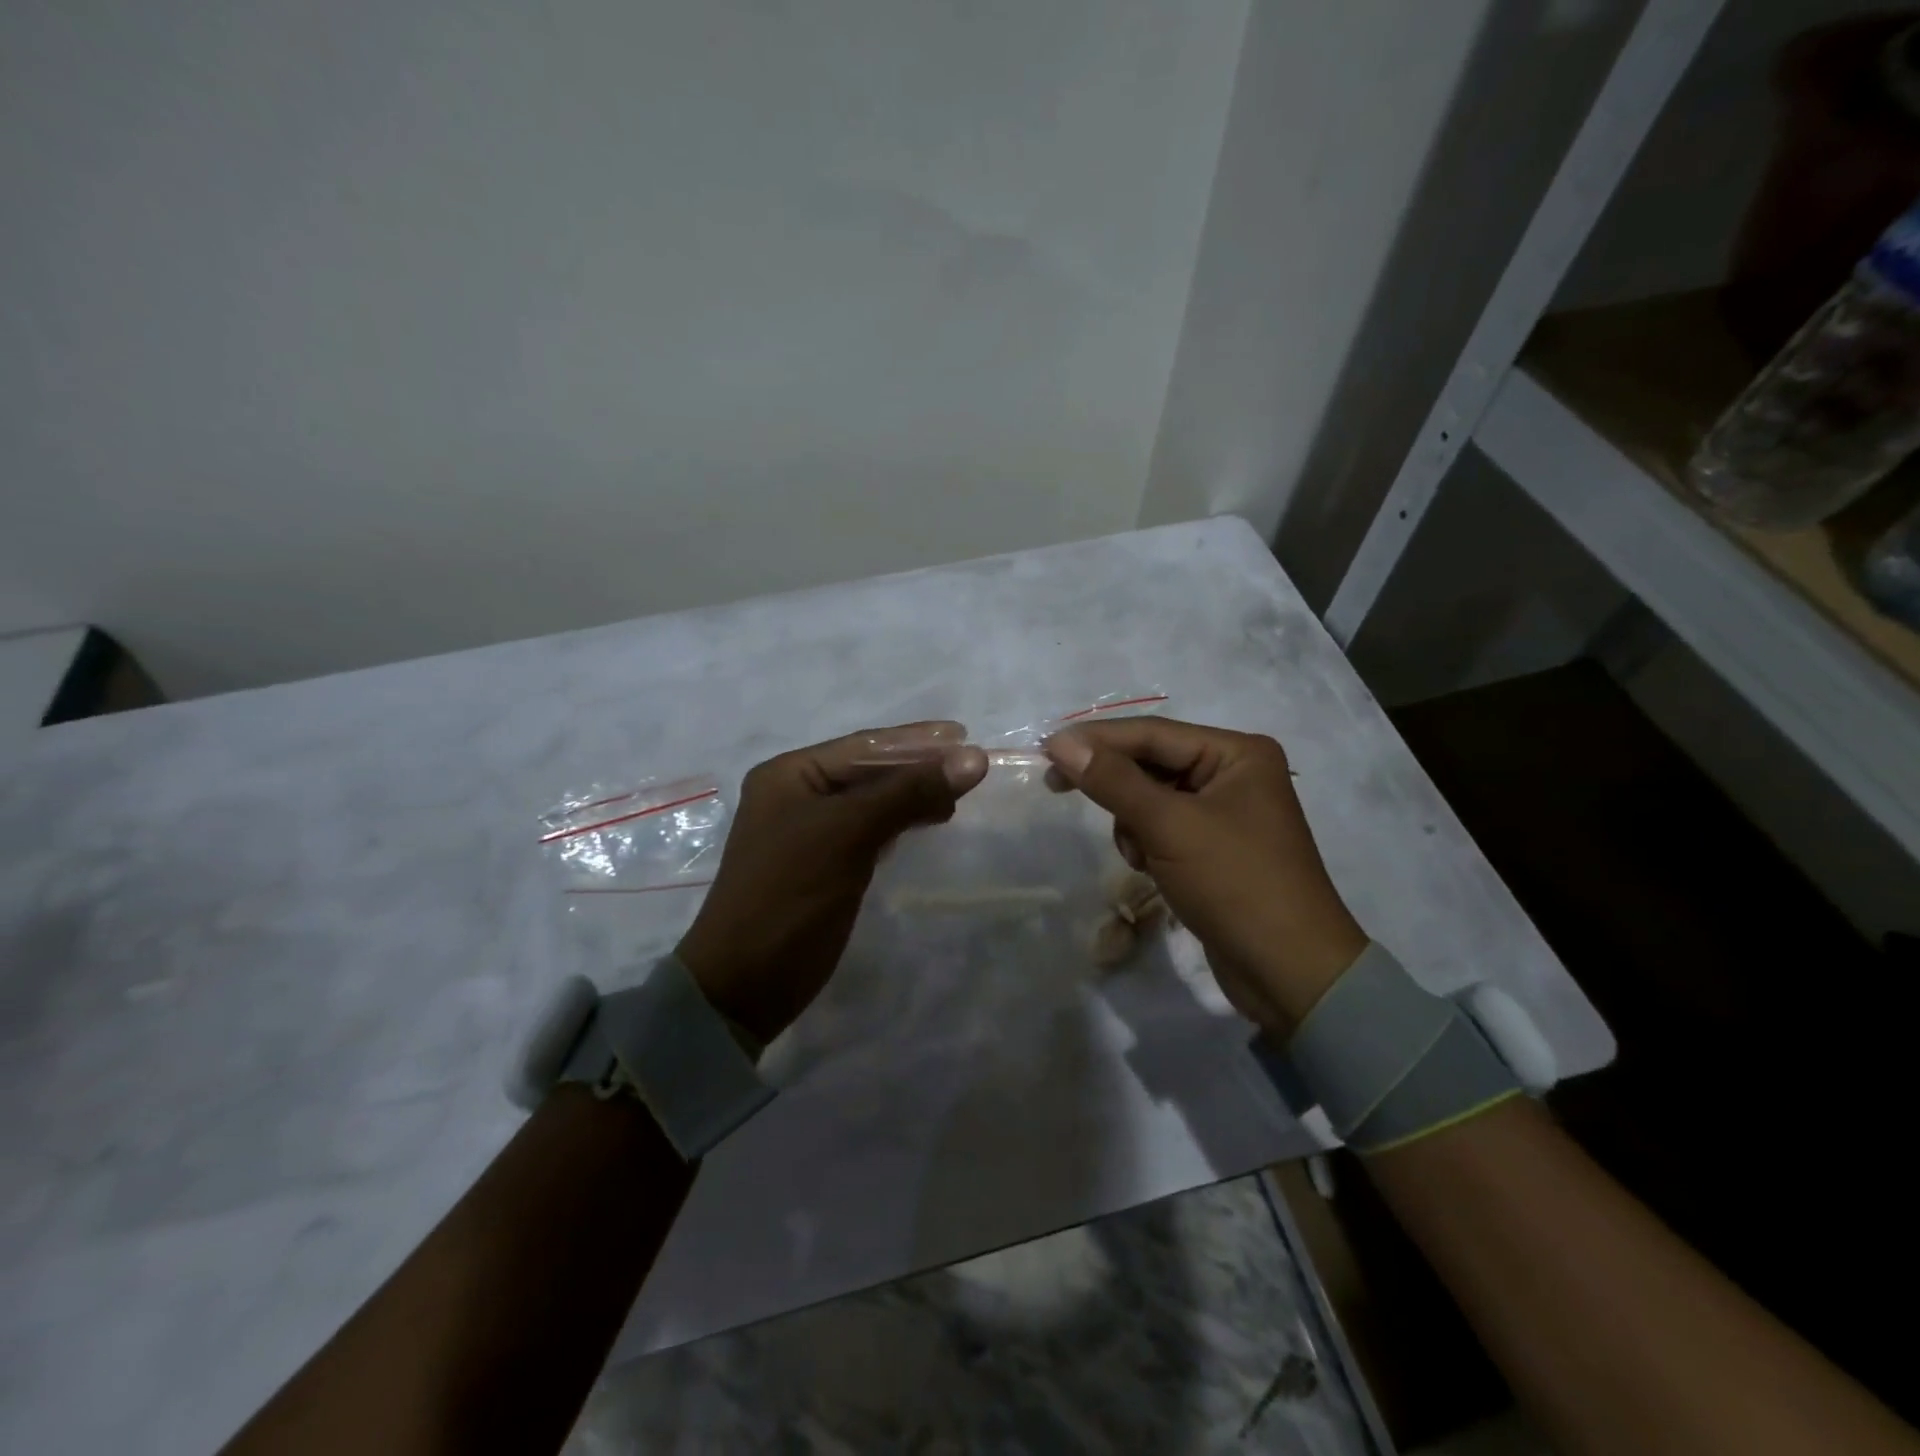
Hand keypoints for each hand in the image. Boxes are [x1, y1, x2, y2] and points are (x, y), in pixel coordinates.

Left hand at [676, 722, 988, 1044]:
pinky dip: (902, 821)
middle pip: (870, 770)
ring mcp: (811, 831)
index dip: (916, 741)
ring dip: (914, 794)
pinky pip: (871, 829)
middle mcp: (798, 795)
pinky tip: (928, 820)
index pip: (863, 746)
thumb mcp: (848, 834)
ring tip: (957, 795)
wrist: (746, 984)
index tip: (966, 737)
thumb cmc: (790, 896)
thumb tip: (974, 759)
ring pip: (873, 800)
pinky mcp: (827, 864)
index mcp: (790, 774)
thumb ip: (908, 792)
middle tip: (971, 768)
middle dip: (918, 767)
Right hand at [1044, 718, 1365, 1034]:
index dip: (1096, 739)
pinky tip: (1152, 870)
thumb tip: (1061, 744)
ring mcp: (1226, 812)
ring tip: (1141, 856)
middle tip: (1056, 787)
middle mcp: (1234, 774)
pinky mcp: (1214, 848)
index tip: (1046, 749)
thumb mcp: (1169, 825)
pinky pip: (1164, 827)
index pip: (1153, 733)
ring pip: (1152, 798)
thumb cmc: (1235, 884)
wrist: (1289, 972)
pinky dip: (1147, 843)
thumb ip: (1113, 781)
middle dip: (1116, 786)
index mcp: (1237, 753)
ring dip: (1133, 822)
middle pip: (1152, 763)